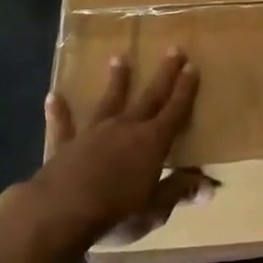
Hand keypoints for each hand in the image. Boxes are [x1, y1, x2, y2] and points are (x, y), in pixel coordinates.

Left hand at [0, 50, 207, 252]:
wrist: (58, 213)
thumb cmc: (115, 213)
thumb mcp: (155, 208)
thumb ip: (179, 192)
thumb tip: (210, 186)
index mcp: (152, 142)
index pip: (175, 110)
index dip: (185, 89)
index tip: (192, 66)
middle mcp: (125, 128)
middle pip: (149, 97)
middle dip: (164, 74)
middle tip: (173, 49)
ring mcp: (93, 133)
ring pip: (109, 101)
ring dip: (117, 80)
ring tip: (119, 57)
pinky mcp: (64, 145)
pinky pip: (63, 125)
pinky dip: (59, 111)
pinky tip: (53, 97)